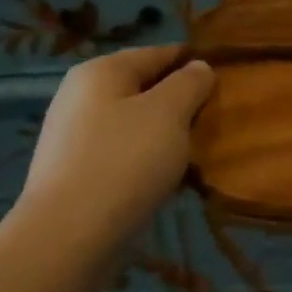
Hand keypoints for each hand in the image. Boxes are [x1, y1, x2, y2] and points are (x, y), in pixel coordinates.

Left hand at [14, 45, 215, 247]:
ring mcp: (73, 137)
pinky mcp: (73, 174)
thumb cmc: (123, 161)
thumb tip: (198, 67)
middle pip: (144, 88)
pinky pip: (121, 155)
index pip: (159, 53)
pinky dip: (145, 161)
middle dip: (180, 102)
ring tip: (195, 152)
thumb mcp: (169, 112)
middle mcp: (81, 96)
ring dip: (164, 135)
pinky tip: (165, 180)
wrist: (66, 238)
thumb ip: (190, 82)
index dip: (193, 62)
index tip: (225, 78)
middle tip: (213, 120)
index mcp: (102, 71)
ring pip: (134, 124)